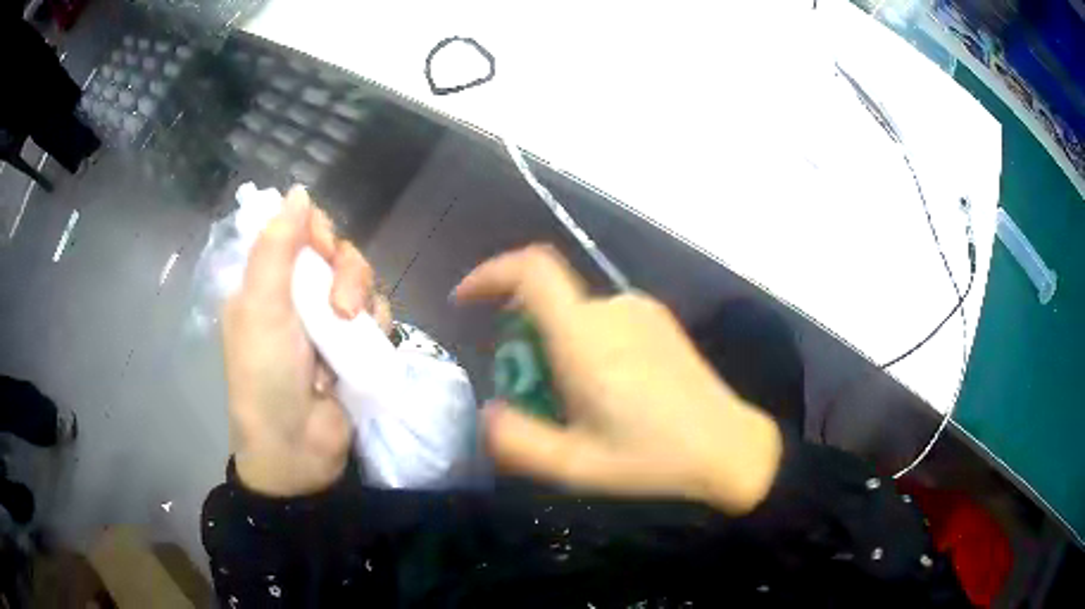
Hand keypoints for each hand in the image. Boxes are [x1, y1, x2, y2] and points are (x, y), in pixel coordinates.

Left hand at [223, 187, 387, 495]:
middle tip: (340, 308)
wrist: (296, 449)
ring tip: (352, 335)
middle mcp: (296, 296)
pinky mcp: (353, 346)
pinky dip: (376, 326)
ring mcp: (326, 322)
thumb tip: (297, 191)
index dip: (316, 232)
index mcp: (266, 283)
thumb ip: (276, 248)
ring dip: (362, 302)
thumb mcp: (261, 309)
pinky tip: (368, 348)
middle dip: (345, 274)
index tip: (322, 251)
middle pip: (336, 254)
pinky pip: (376, 315)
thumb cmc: (266, 378)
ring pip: (361, 282)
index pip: (297, 231)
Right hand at [455, 245, 782, 514]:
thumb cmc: (653, 460)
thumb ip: (516, 442)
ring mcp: (642, 312)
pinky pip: (603, 321)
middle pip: (547, 301)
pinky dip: (585, 344)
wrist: (731, 449)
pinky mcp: (660, 322)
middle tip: (532, 395)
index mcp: (586, 338)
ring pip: (575, 315)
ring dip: (555, 346)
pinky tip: (611, 393)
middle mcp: (613, 310)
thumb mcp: (574, 468)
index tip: (466, 301)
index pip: (532, 270)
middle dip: (521, 338)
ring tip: (576, 404)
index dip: (491, 273)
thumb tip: (488, 413)